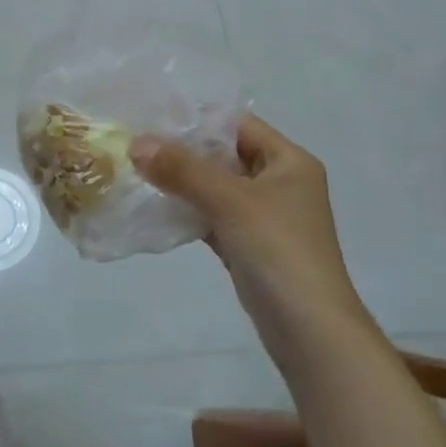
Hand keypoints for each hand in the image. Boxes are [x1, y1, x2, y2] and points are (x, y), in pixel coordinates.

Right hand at [131, 116, 364, 345]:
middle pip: (225, 155)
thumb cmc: (278, 250)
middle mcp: (280, 183)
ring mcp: (264, 217)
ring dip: (181, 182)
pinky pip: (212, 217)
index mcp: (289, 161)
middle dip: (183, 151)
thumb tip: (137, 143)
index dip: (198, 119)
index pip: (238, 125)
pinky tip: (154, 208)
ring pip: (216, 188)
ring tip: (137, 172)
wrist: (309, 329)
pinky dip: (187, 212)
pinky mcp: (249, 246)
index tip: (153, 118)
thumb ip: (183, 169)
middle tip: (136, 145)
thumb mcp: (230, 201)